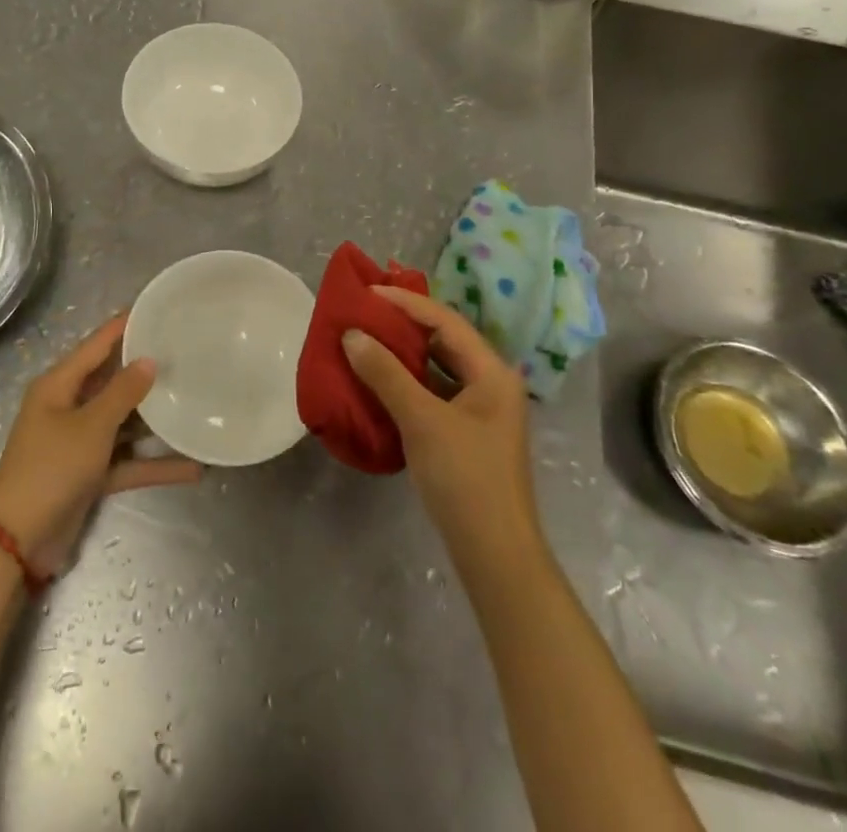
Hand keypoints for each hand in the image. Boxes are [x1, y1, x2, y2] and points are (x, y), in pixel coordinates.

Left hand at [0, 315, 201, 575]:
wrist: (18, 541)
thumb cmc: (51, 468)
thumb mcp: (90, 426)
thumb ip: (122, 392)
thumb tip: (148, 360)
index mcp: (58, 386)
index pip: (96, 345)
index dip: (123, 326)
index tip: (154, 308)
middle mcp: (68, 407)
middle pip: (112, 382)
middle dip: (145, 371)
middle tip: (184, 353)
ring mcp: (79, 443)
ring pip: (123, 422)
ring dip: (153, 421)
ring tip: (193, 402)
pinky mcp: (89, 474)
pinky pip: (126, 461)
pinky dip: (152, 464)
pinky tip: (191, 468)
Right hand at [344, 286, 541, 561]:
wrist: (495, 554)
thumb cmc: (465, 478)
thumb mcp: (422, 420)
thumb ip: (386, 374)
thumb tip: (351, 335)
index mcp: (491, 372)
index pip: (445, 321)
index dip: (405, 303)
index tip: (367, 293)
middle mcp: (490, 383)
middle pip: (442, 341)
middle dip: (402, 326)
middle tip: (362, 314)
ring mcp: (479, 411)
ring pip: (436, 368)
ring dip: (401, 355)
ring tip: (363, 341)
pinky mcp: (465, 433)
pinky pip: (432, 393)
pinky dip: (405, 383)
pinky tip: (377, 383)